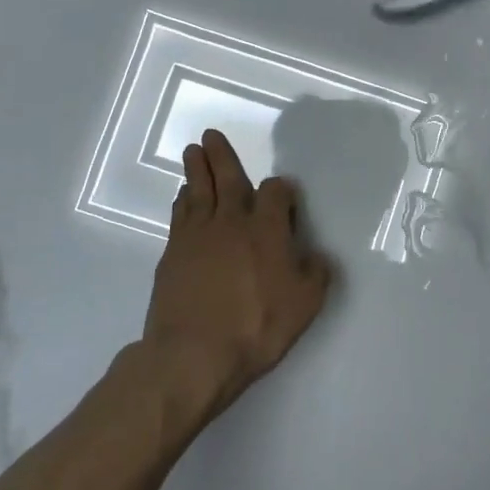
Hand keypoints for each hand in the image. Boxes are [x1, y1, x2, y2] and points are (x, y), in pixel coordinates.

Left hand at [142, 129, 334, 416]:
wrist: (194, 353)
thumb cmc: (257, 326)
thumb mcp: (306, 304)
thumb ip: (316, 273)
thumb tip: (315, 255)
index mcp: (267, 228)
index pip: (275, 192)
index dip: (281, 189)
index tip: (283, 194)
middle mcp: (231, 222)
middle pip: (227, 178)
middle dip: (221, 156)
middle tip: (209, 135)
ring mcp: (197, 236)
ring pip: (198, 192)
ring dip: (196, 170)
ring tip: (193, 153)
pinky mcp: (173, 254)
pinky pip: (179, 216)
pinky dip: (182, 201)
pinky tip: (183, 198)